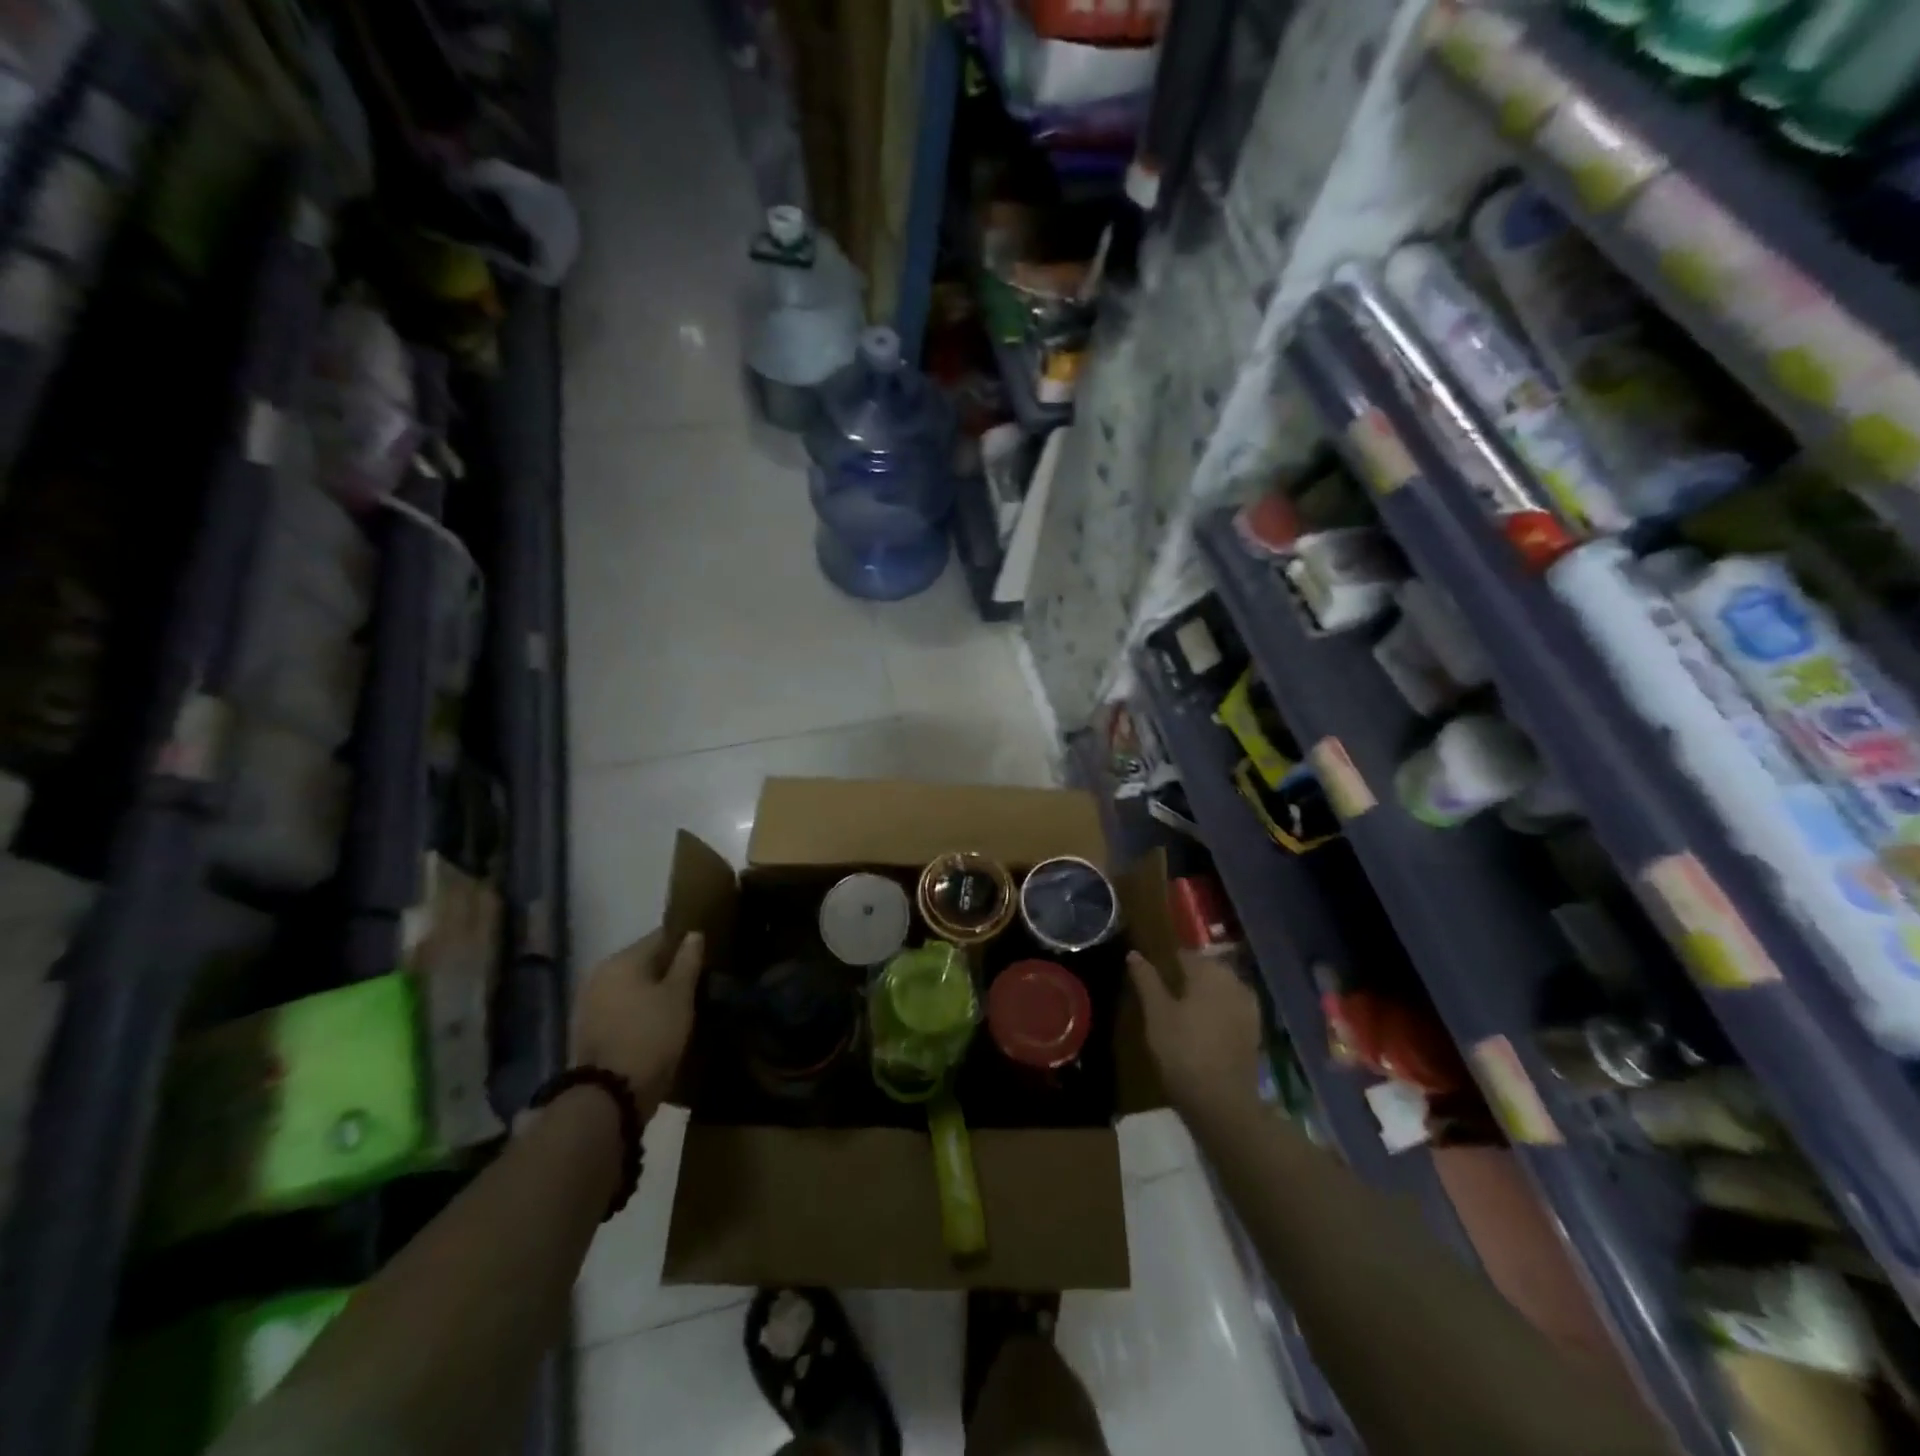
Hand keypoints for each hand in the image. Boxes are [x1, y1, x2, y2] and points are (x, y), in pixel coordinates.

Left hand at [572, 929, 704, 1118]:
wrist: (609, 1096)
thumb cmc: (651, 1036)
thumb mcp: (679, 996)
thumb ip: (687, 961)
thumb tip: (693, 934)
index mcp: (622, 960)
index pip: (661, 937)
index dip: (685, 942)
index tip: (706, 953)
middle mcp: (600, 974)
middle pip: (643, 961)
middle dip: (668, 969)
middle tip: (696, 981)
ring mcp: (590, 1003)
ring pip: (631, 986)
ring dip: (653, 991)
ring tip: (680, 1003)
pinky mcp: (588, 1029)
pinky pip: (621, 1007)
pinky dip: (638, 1009)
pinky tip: (657, 1021)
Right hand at [1128, 950, 1262, 1121]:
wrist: (1223, 1101)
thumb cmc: (1183, 1050)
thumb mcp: (1156, 1013)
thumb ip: (1146, 980)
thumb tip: (1134, 953)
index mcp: (1209, 971)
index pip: (1186, 954)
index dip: (1168, 961)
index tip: (1154, 972)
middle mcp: (1234, 982)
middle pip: (1207, 969)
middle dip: (1189, 976)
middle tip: (1167, 992)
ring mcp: (1249, 1007)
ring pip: (1222, 989)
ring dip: (1205, 994)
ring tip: (1183, 1010)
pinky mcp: (1255, 1031)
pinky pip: (1232, 1009)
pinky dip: (1218, 1011)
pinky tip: (1204, 1026)